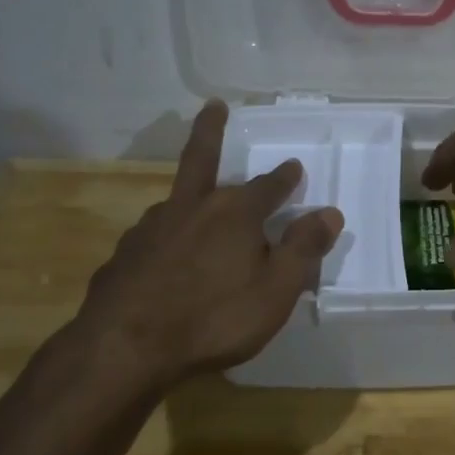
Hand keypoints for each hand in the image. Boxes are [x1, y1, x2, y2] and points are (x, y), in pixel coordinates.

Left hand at [70, 100, 341, 391]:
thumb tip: (329, 213)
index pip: (268, 186)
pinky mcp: (124, 255)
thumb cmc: (213, 318)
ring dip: (191, 194)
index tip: (294, 167)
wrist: (124, 348)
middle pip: (203, 159)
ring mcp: (151, 229)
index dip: (284, 178)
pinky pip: (154, 236)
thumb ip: (303, 249)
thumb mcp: (275, 290)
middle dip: (212, 130)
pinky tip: (166, 256)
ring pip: (177, 200)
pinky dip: (167, 236)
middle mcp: (191, 208)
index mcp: (235, 214)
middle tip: (214, 106)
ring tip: (198, 204)